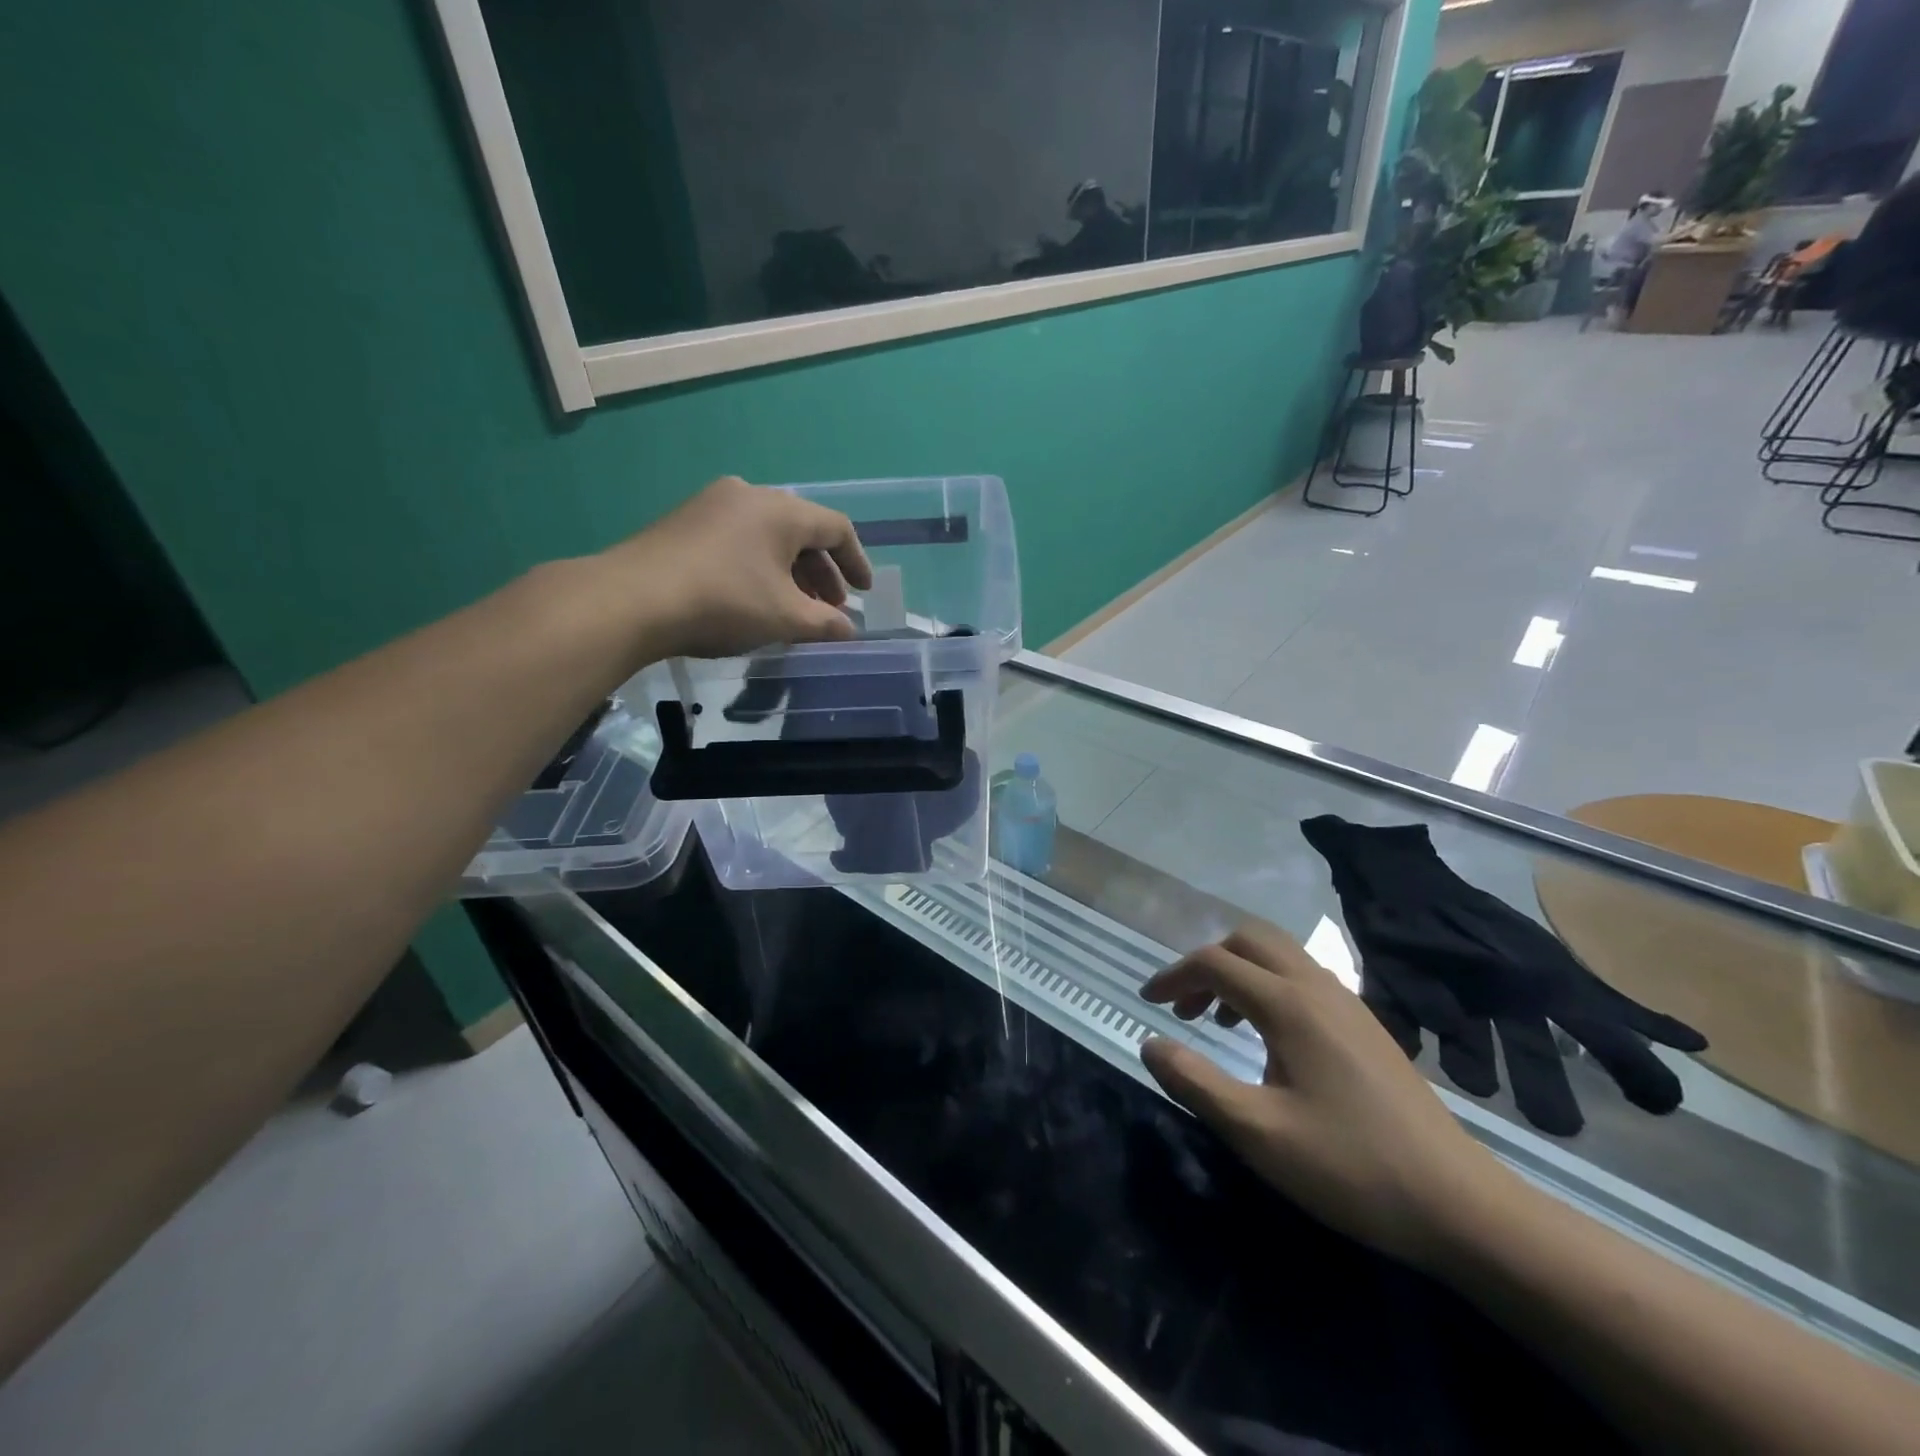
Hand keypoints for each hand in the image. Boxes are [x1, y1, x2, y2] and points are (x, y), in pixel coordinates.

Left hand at [610, 476, 873, 659]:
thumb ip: (825, 624)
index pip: (836, 528)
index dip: (856, 562)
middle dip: (822, 573)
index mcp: (782, 510)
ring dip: (790, 572)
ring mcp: (712, 504)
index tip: (863, 593)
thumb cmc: (724, 602)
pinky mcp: (684, 521)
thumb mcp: (785, 619)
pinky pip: (739, 539)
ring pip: (768, 536)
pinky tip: (754, 597)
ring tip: (793, 608)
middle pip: (801, 531)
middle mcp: (749, 495)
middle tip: (829, 608)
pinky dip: (759, 566)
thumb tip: (849, 630)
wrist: (632, 600)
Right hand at [1139, 922, 1509, 1271]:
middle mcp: (1318, 988)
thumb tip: (1150, 1045)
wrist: (1461, 1205)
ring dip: (1239, 973)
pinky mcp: (1366, 1025)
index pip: (1215, 964)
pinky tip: (1268, 1040)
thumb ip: (1195, 1083)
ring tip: (1220, 1023)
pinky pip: (1303, 978)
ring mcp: (1348, 1004)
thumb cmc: (1350, 1167)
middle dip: (1207, 963)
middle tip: (1185, 1008)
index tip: (1147, 1003)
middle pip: (1249, 940)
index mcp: (1289, 1005)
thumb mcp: (1257, 1133)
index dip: (1173, 977)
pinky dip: (1269, 987)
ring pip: (1279, 956)